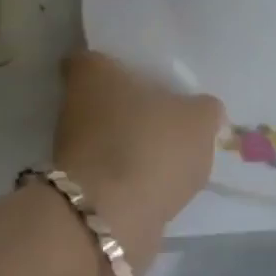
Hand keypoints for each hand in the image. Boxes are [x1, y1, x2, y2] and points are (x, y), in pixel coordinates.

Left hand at [53, 51, 223, 262]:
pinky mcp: (79, 187)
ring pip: (106, 135)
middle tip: (169, 113)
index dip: (117, 63)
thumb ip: (204, 109)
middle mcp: (72, 105)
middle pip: (103, 98)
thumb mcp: (199, 119)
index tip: (144, 74)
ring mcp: (71, 149)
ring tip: (171, 151)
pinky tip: (160, 181)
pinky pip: (111, 169)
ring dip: (131, 142)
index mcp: (92, 72)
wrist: (112, 218)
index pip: (94, 56)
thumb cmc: (150, 147)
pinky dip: (131, 174)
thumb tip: (203, 111)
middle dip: (130, 106)